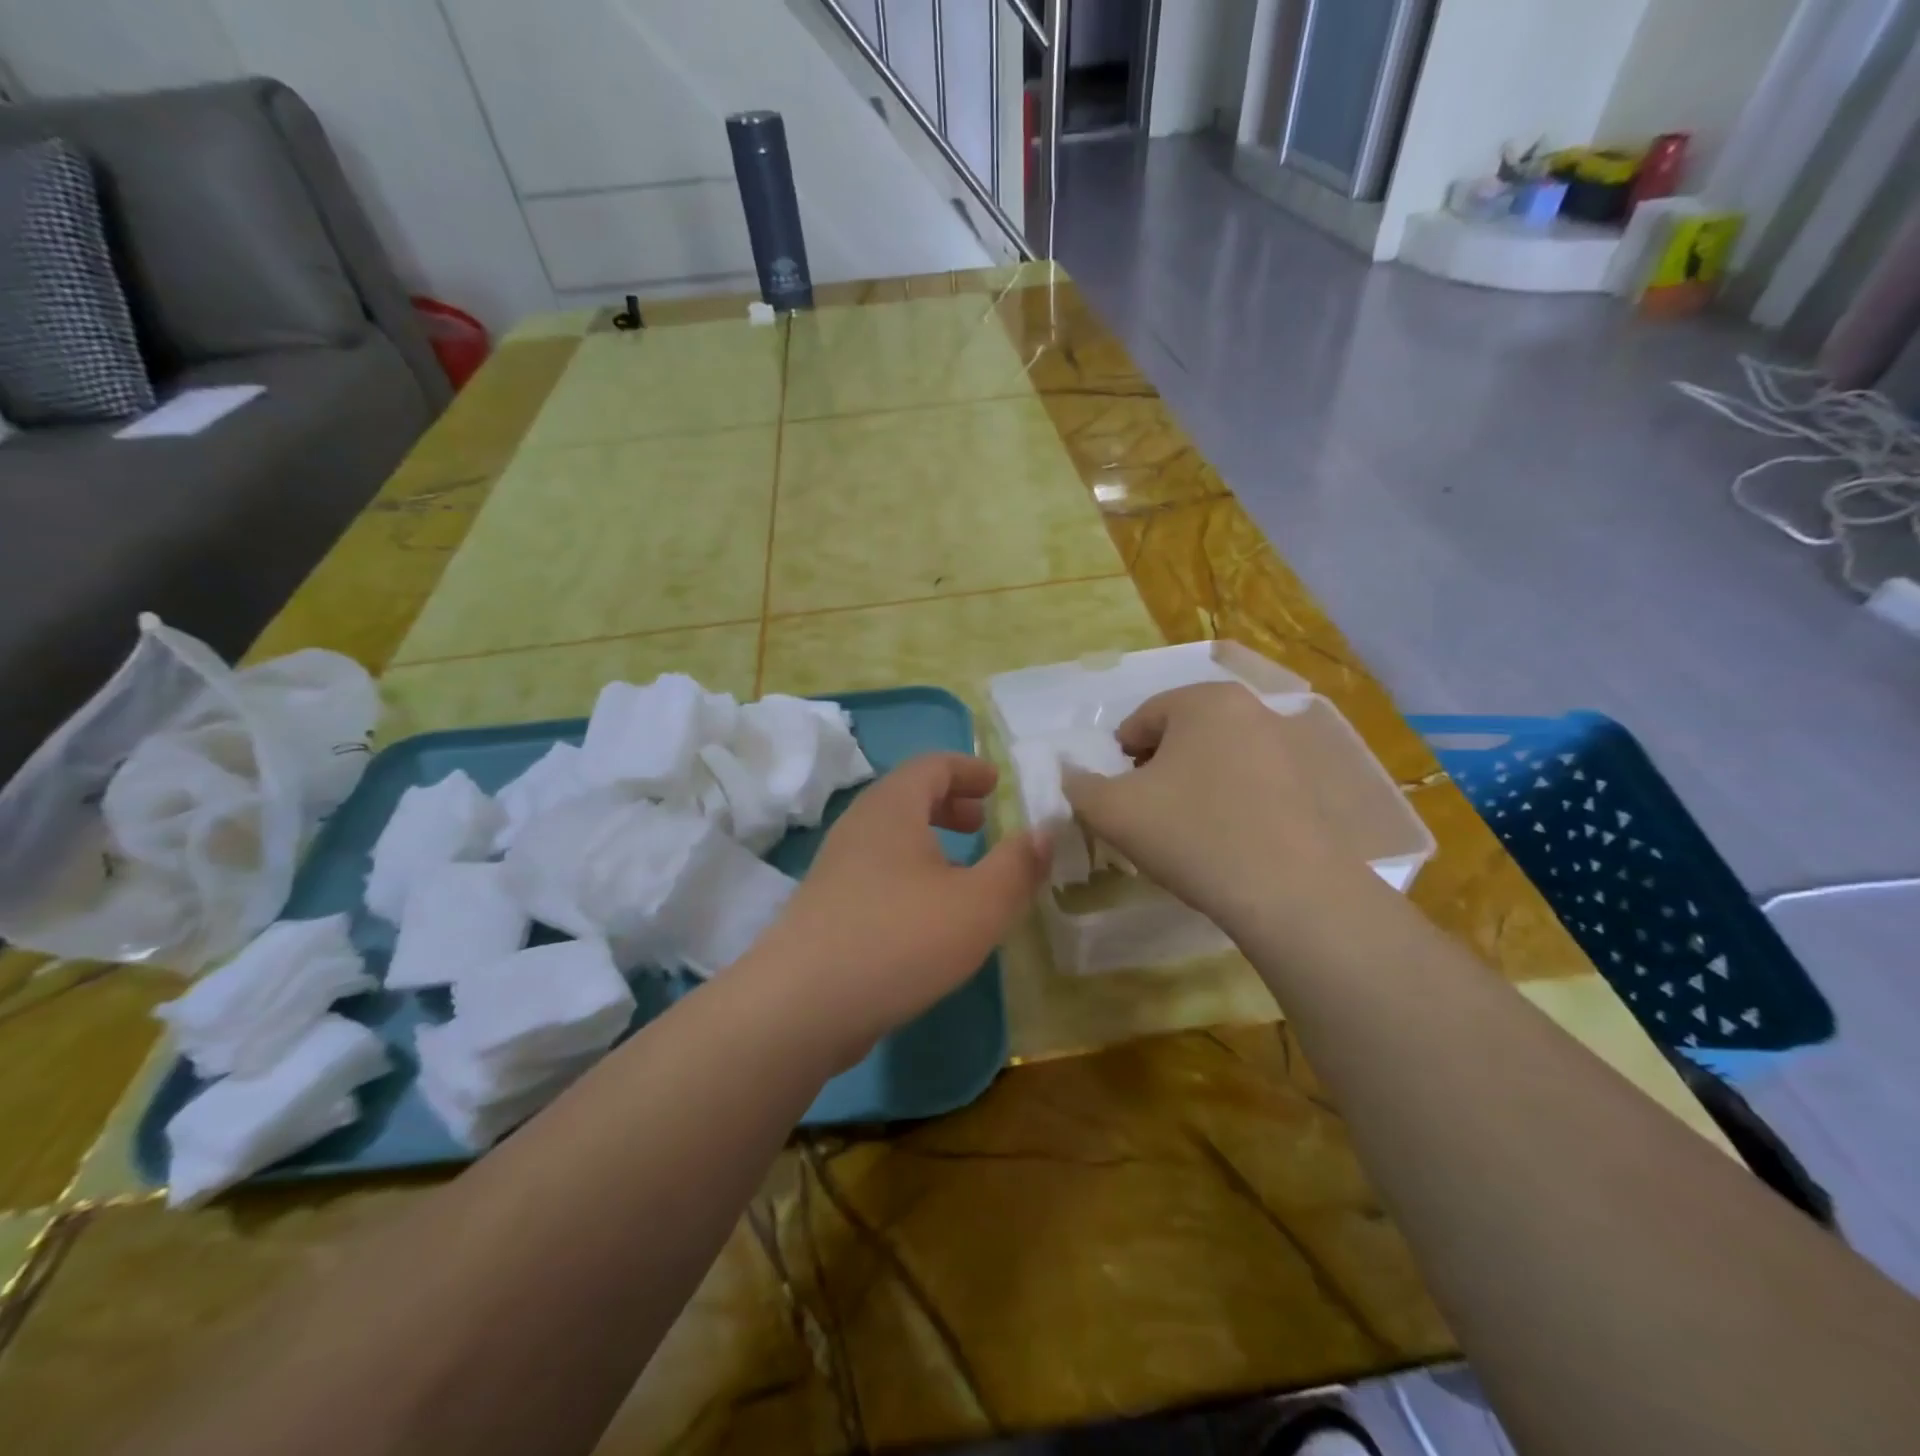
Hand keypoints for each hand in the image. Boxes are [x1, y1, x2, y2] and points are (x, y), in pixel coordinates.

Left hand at [750, 753, 1049, 1065]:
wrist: (801, 1006)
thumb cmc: (899, 939)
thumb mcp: (979, 904)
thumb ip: (1018, 865)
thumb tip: (1045, 830)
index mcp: (892, 809)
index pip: (931, 765)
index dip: (968, 768)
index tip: (996, 784)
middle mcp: (859, 827)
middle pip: (907, 795)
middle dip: (949, 803)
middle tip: (982, 821)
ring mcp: (836, 867)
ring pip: (890, 836)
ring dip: (929, 840)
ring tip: (962, 868)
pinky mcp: (826, 906)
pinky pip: (876, 869)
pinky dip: (909, 870)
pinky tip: (927, 912)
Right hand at [1062, 683, 1350, 929]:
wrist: (1289, 893)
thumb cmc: (1191, 835)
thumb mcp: (1112, 811)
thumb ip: (1079, 786)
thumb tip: (1072, 774)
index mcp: (1204, 700)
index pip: (1143, 718)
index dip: (1120, 757)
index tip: (1117, 795)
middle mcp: (1253, 709)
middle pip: (1184, 733)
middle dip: (1158, 766)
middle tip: (1146, 810)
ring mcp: (1290, 746)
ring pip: (1219, 757)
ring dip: (1194, 782)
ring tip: (1184, 827)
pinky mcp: (1313, 784)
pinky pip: (1253, 782)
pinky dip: (1231, 799)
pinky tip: (1225, 838)